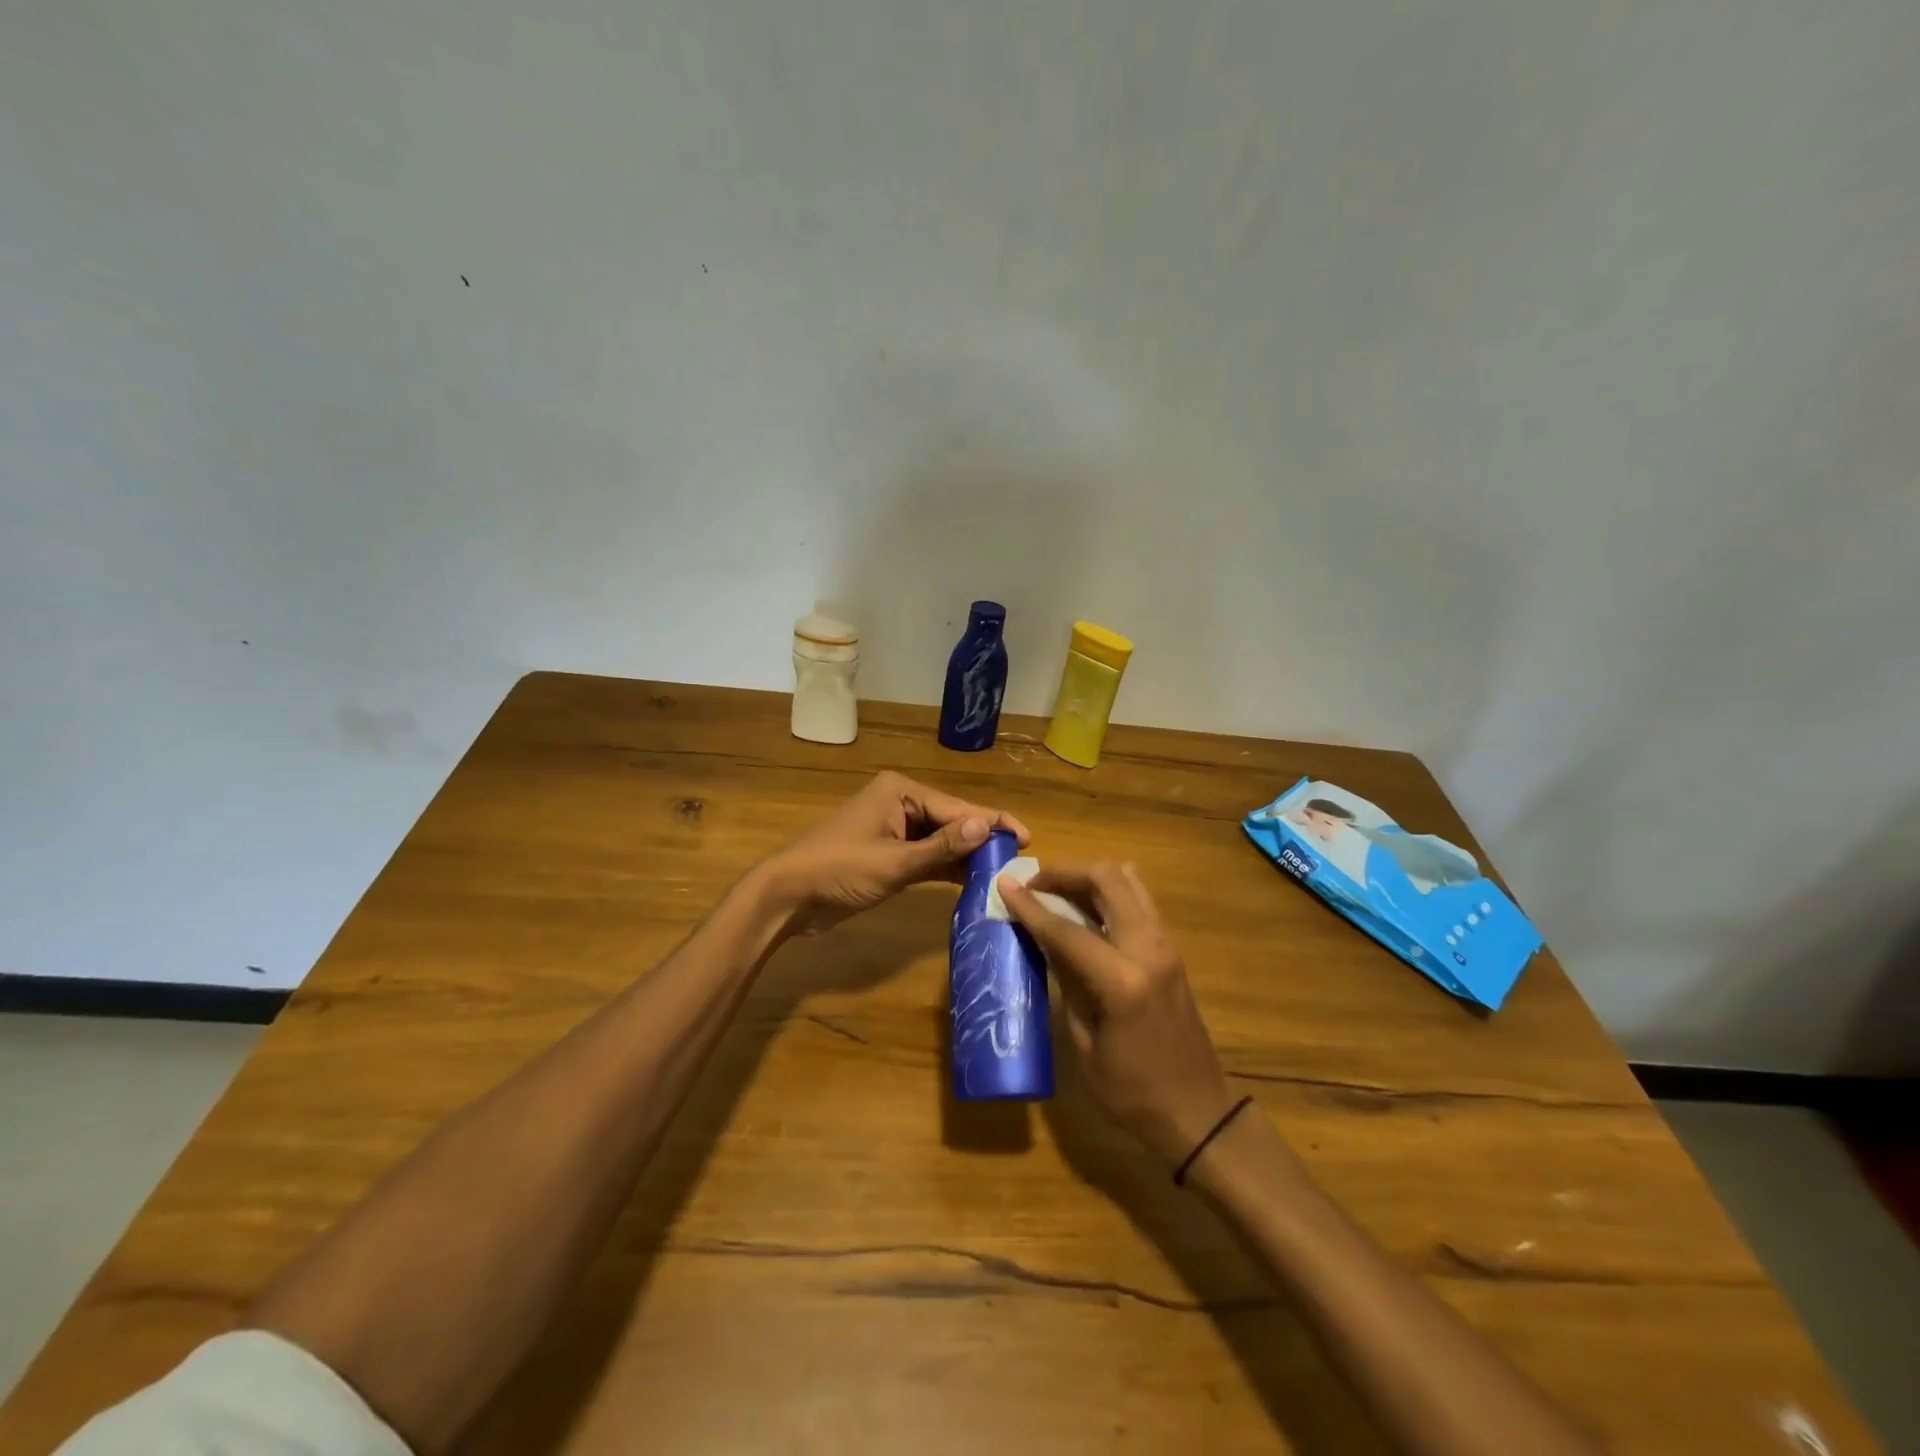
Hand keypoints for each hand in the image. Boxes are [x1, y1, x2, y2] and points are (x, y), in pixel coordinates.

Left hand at [758, 771, 1029, 935]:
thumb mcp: (894, 862)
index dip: (993, 823)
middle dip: (982, 840)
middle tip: (1018, 860)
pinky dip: (946, 868)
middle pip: (952, 821)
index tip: (1026, 838)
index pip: (957, 807)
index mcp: (901, 792)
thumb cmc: (839, 871)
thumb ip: (942, 847)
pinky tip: (972, 881)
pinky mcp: (889, 853)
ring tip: (1002, 873)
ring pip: (941, 840)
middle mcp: (901, 803)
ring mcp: (894, 829)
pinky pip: (926, 856)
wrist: (788, 896)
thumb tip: (988, 826)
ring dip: (966, 856)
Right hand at [998, 863, 1236, 1167]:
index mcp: (1123, 980)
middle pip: (1107, 879)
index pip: (1067, 929)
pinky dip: (1108, 892)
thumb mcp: (1085, 1042)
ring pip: (1128, 880)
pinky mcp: (1171, 948)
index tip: (1003, 884)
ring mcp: (1166, 944)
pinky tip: (1085, 910)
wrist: (1199, 1112)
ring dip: (1089, 877)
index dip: (1030, 906)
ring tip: (1057, 892)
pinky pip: (1138, 900)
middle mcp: (1149, 948)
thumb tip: (1044, 939)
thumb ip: (1066, 981)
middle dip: (1065, 873)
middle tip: (1034, 885)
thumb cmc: (1132, 1092)